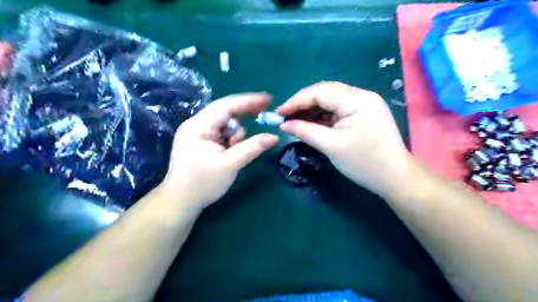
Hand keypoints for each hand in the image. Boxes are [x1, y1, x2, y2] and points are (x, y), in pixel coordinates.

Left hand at [158, 93, 277, 211]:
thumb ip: (252, 148)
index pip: (226, 106)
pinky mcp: (201, 141)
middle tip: (265, 112)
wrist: (180, 202)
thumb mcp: (230, 165)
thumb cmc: (202, 184)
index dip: (249, 101)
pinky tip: (231, 150)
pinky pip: (222, 133)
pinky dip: (231, 139)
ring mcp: (198, 132)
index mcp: (198, 126)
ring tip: (234, 152)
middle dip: (245, 113)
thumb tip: (274, 137)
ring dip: (236, 134)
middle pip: (225, 111)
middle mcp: (196, 124)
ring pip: (225, 123)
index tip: (268, 99)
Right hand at [280, 82, 410, 195]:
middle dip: (302, 104)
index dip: (296, 101)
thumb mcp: (332, 146)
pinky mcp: (361, 115)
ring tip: (293, 122)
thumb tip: (283, 125)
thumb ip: (306, 131)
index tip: (278, 113)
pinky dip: (321, 118)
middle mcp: (361, 96)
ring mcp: (362, 105)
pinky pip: (336, 111)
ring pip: (329, 102)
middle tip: (284, 117)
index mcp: (357, 99)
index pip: (320, 92)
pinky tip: (309, 125)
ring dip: (310, 111)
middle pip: (324, 93)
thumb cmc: (365, 163)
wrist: (395, 178)